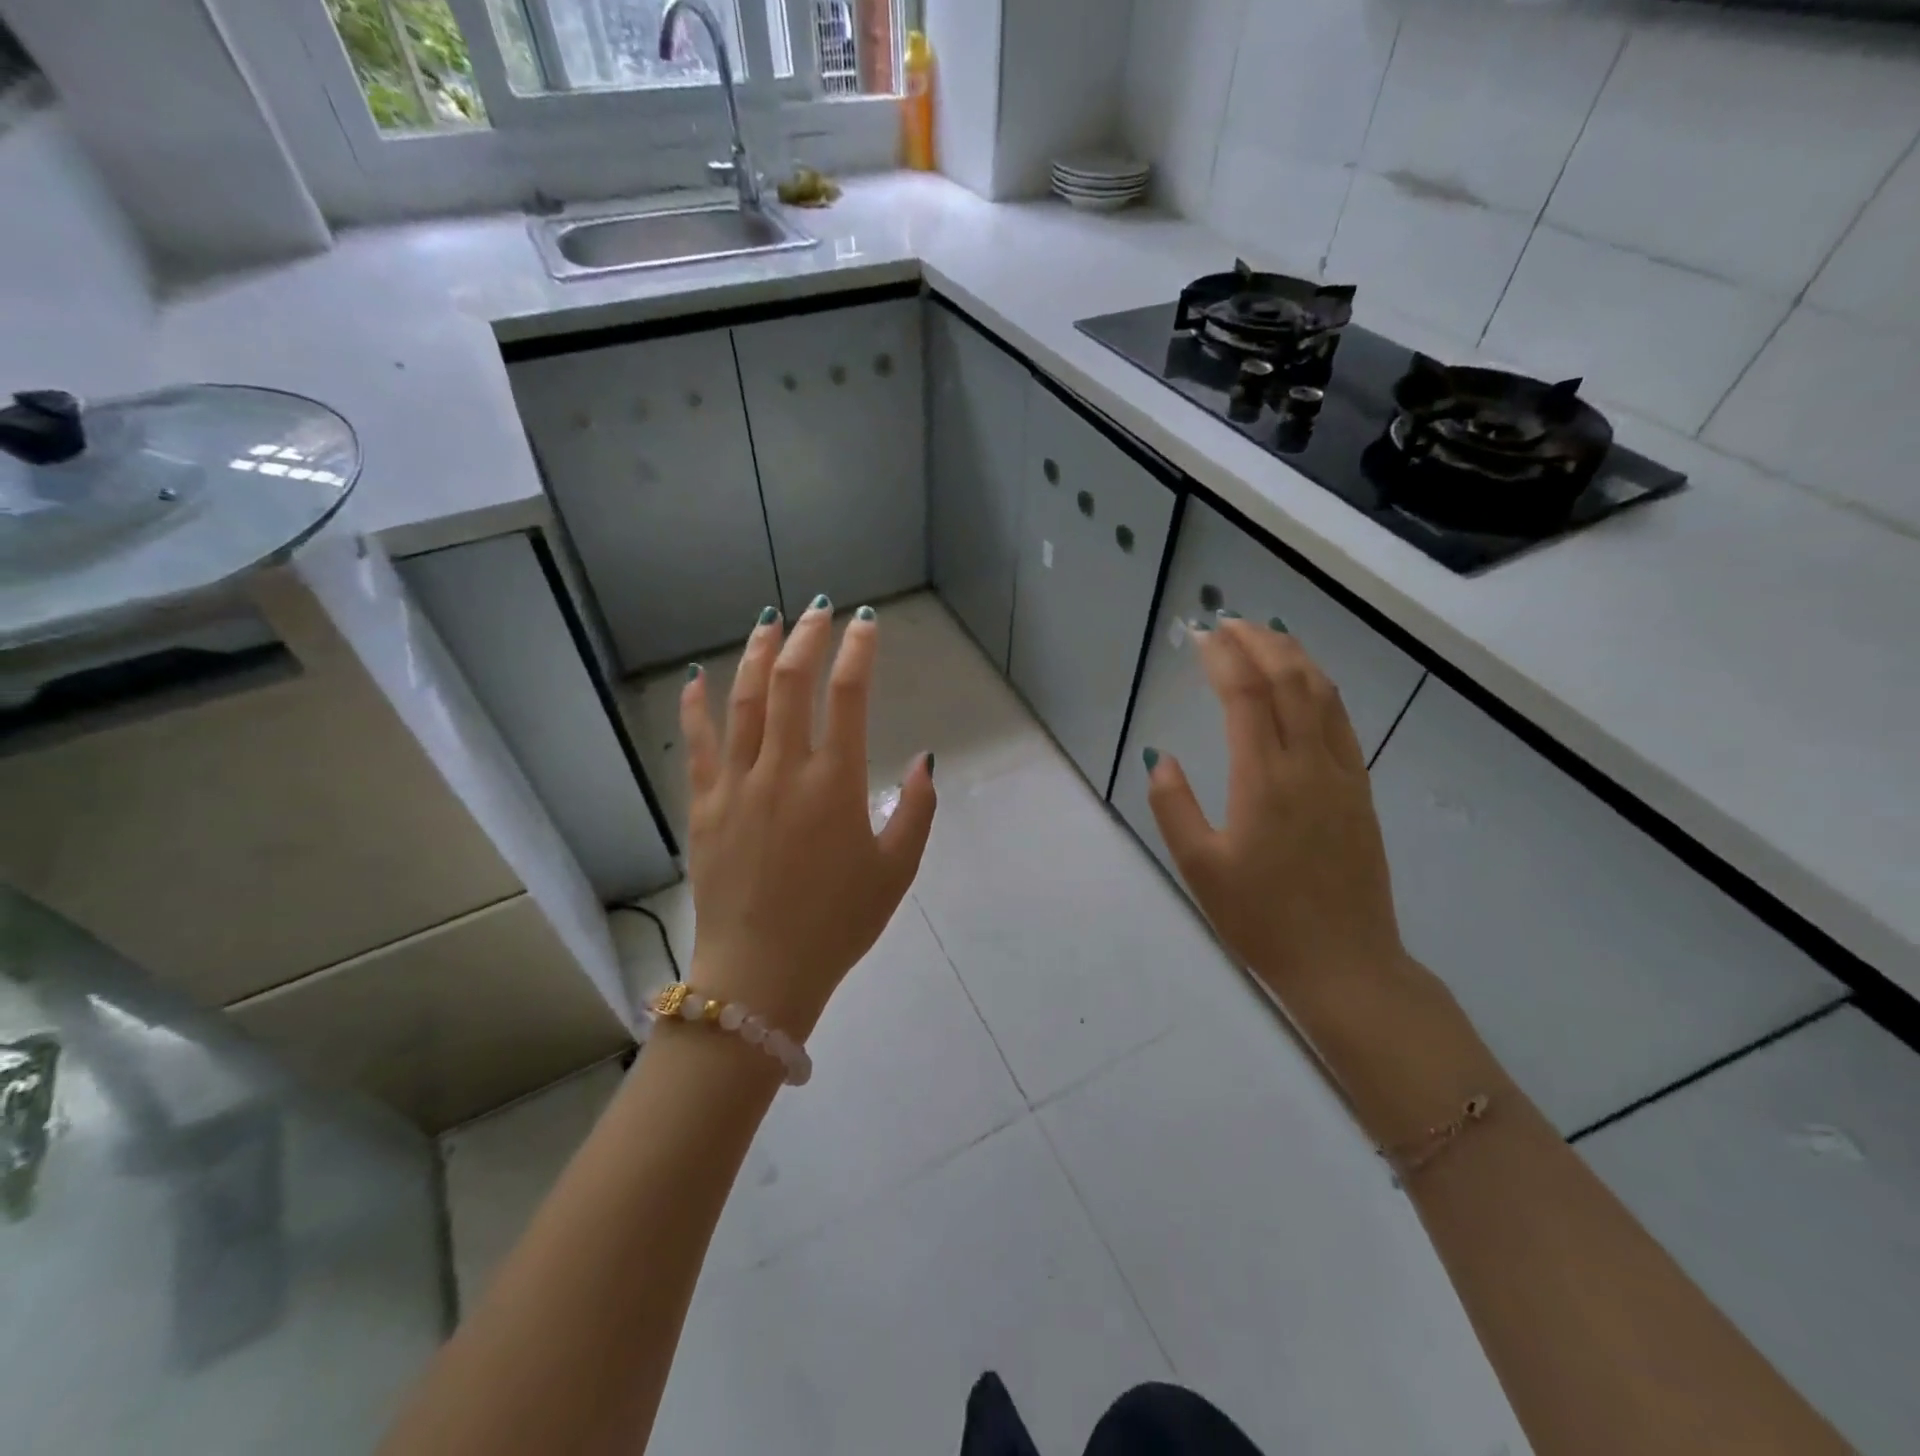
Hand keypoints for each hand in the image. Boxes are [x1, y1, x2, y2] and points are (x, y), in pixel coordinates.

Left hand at [679, 598, 935, 1040]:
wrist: (761, 972)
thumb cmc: (838, 923)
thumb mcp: (896, 871)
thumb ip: (917, 810)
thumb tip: (924, 761)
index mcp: (835, 784)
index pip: (850, 696)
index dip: (859, 650)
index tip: (865, 623)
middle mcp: (784, 769)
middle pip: (793, 682)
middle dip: (808, 636)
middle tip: (818, 609)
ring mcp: (737, 783)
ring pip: (745, 700)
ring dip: (758, 654)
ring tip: (768, 621)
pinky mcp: (705, 804)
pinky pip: (698, 743)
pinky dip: (697, 705)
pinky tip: (698, 677)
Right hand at [1144, 618, 1408, 1013]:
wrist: (1344, 963)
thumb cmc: (1261, 919)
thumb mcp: (1199, 868)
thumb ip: (1173, 806)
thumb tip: (1161, 758)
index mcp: (1264, 780)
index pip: (1246, 696)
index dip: (1223, 658)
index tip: (1201, 635)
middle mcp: (1309, 764)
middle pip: (1290, 680)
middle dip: (1259, 642)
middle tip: (1229, 623)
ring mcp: (1343, 775)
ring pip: (1323, 694)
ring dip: (1294, 656)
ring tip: (1266, 637)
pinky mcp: (1360, 791)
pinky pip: (1341, 721)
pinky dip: (1320, 687)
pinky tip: (1306, 685)